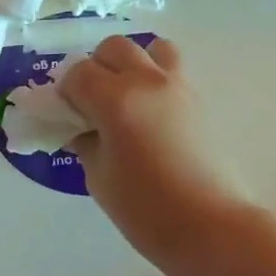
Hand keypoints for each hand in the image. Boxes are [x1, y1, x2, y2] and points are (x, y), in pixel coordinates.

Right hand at [63, 36, 254, 269]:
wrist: (209, 227)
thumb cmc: (144, 209)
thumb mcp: (98, 176)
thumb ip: (85, 141)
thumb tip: (81, 128)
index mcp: (116, 99)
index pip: (78, 74)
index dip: (66, 93)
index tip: (66, 116)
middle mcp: (148, 81)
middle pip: (114, 48)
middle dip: (96, 69)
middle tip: (92, 104)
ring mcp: (179, 87)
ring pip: (151, 49)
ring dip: (132, 65)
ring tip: (127, 98)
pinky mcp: (200, 100)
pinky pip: (172, 71)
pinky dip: (155, 80)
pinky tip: (150, 116)